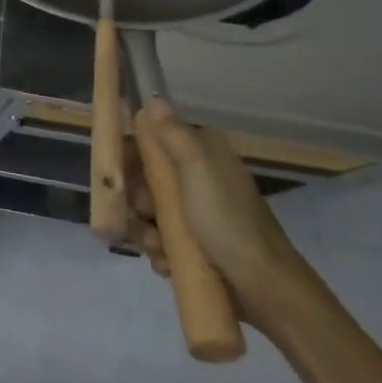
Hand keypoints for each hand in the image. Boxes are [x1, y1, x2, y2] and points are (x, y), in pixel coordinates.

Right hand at [124, 101, 309, 325]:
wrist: (264, 286)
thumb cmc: (227, 221)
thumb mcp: (197, 169)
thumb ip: (172, 133)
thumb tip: (153, 96)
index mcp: (203, 154)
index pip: (154, 143)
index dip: (131, 158)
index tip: (117, 175)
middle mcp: (200, 178)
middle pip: (147, 181)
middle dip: (137, 202)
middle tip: (141, 216)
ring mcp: (200, 213)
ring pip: (152, 214)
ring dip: (147, 231)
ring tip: (158, 247)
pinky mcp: (199, 244)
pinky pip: (164, 240)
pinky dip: (161, 251)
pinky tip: (168, 262)